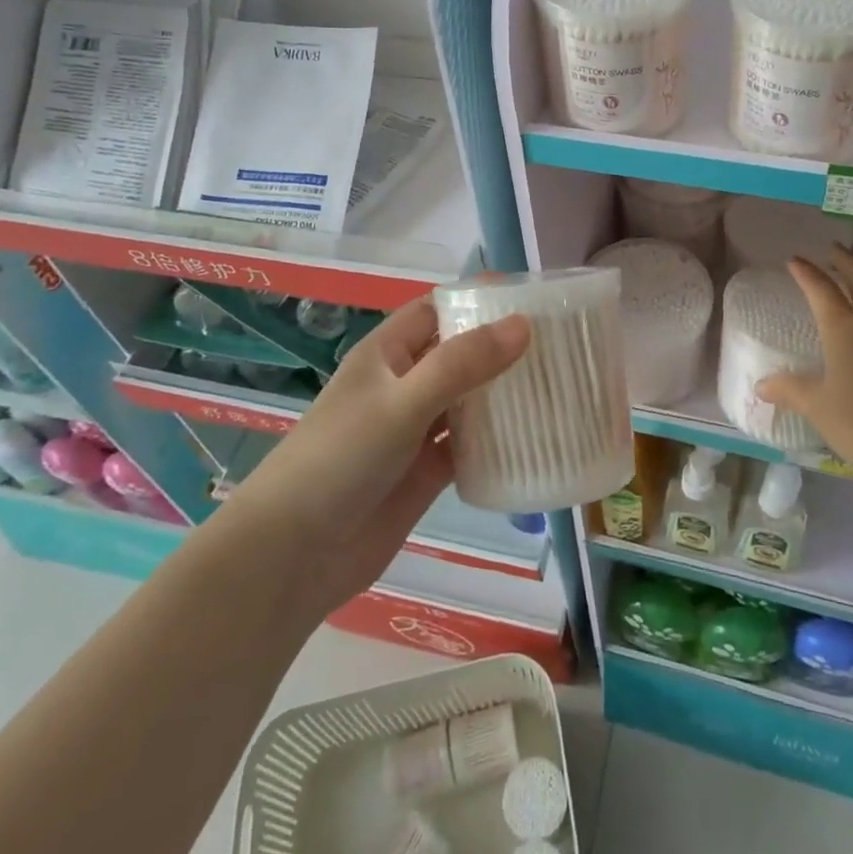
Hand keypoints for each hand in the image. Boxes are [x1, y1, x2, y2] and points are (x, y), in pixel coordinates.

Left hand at [226, 297, 529, 620]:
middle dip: (501, 346)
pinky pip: (469, 445)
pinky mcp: (426, 472)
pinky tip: (534, 436)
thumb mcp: (403, 402)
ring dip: (503, 393)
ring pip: (468, 400)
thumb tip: (523, 324)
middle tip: (559, 342)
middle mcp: (404, 384)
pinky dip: (497, 440)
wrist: (293, 555)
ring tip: (558, 382)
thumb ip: (462, 364)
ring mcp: (415, 430)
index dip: (478, 299)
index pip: (438, 309)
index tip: (531, 298)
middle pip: (459, 353)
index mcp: (389, 354)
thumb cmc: (341, 458)